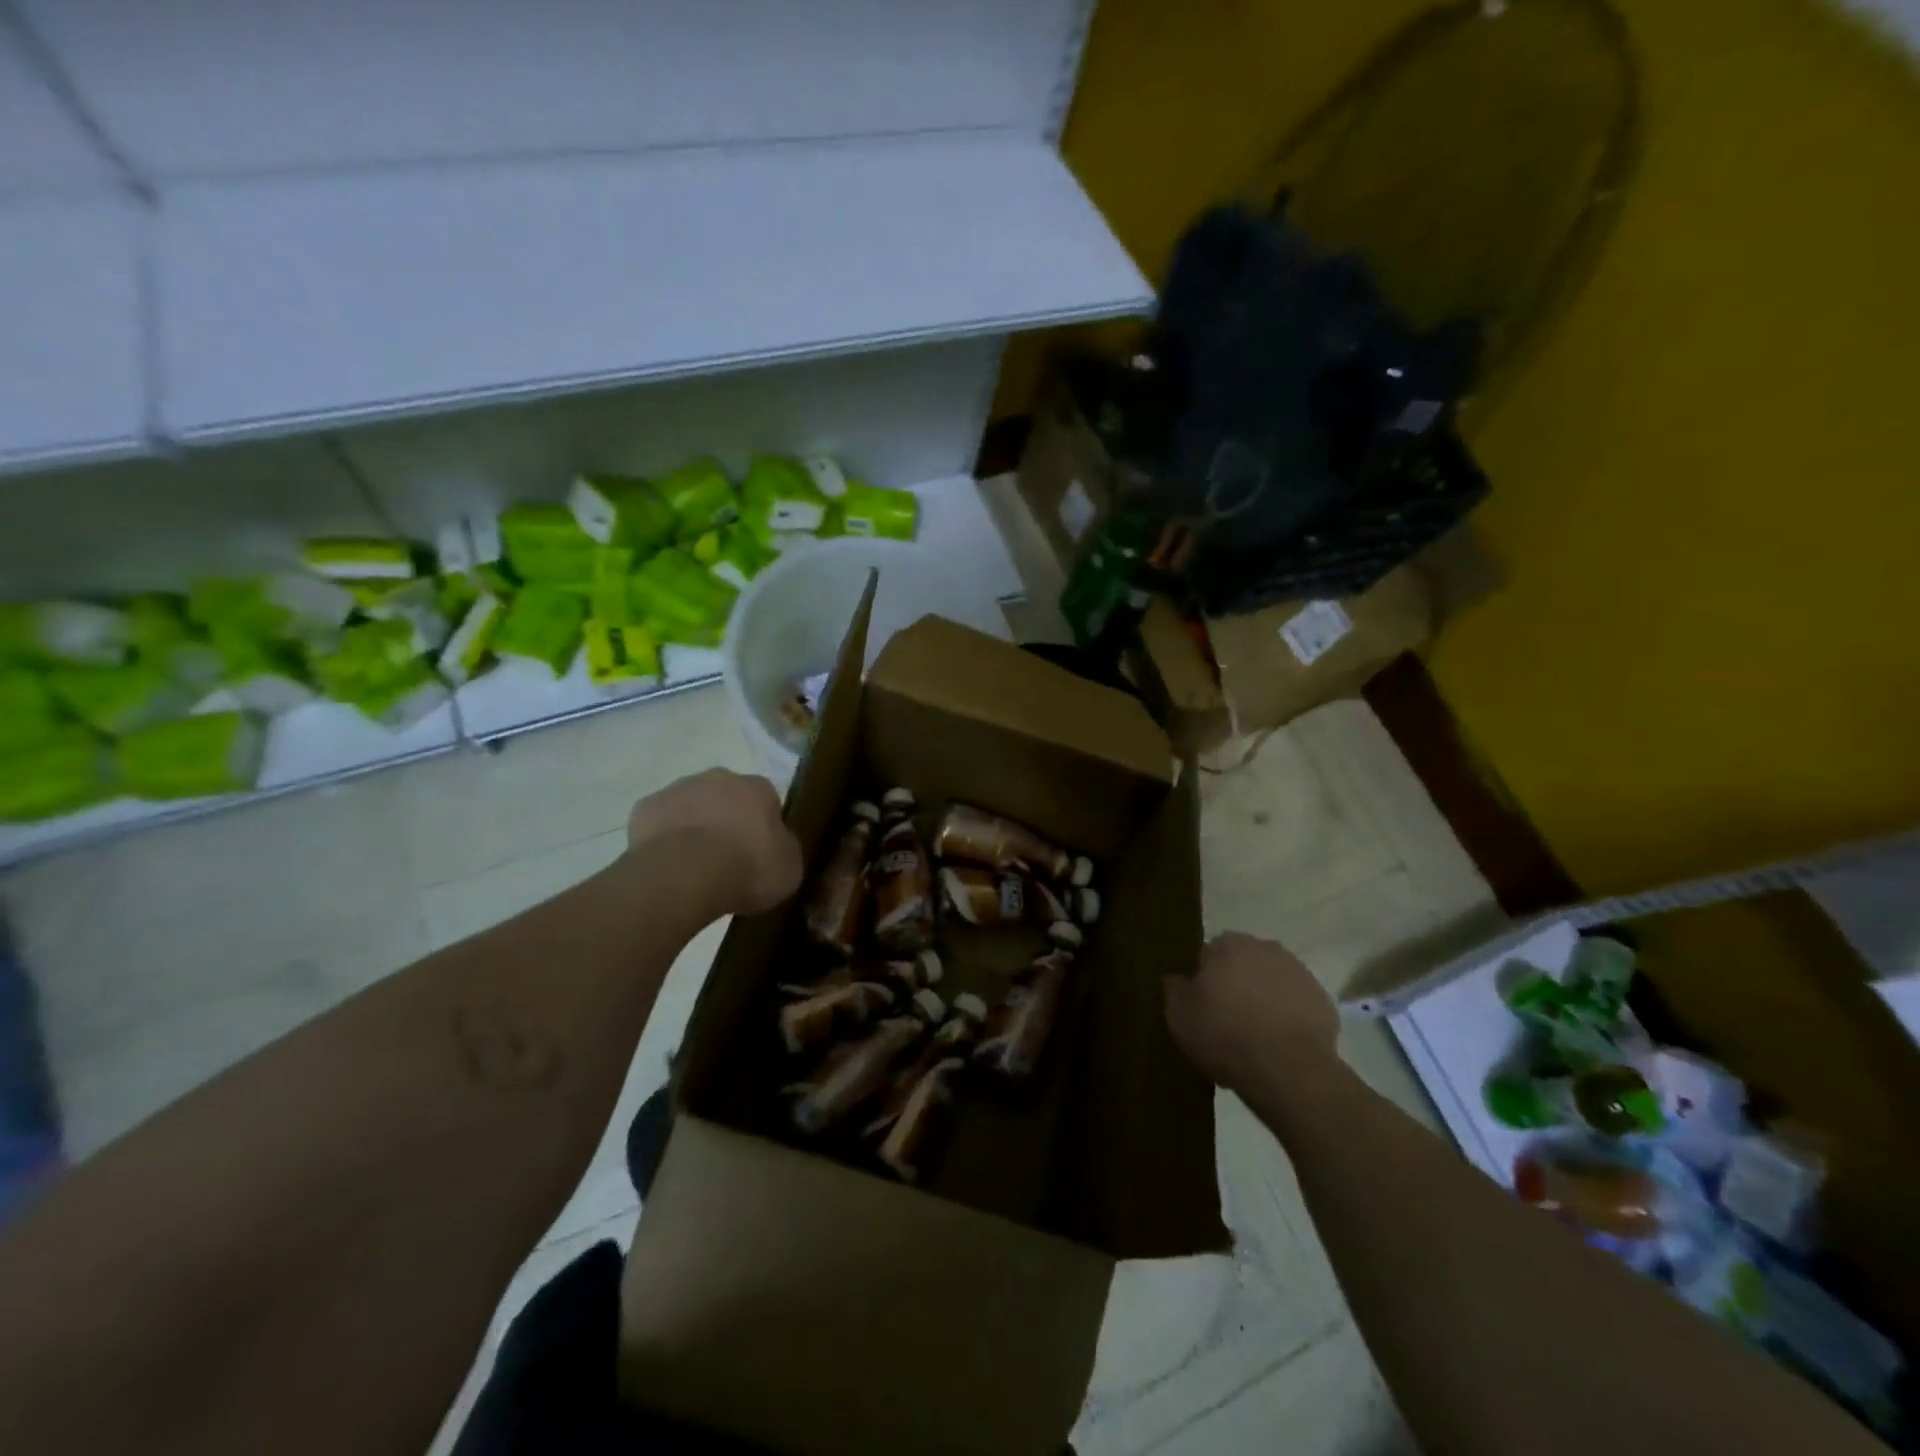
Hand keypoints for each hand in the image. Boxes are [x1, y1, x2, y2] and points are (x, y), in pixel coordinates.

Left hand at [626, 769, 802, 916]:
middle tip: (727, 859)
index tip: (761, 854)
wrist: (686, 873)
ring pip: (691, 806)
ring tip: (695, 867)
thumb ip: (785, 849)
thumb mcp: (789, 867)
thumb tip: (778, 846)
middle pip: (726, 797)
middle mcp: (719, 777)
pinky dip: (663, 840)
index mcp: (758, 787)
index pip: (767, 801)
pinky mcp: (645, 808)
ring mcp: (678, 789)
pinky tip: (668, 866)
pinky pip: (659, 823)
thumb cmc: (747, 867)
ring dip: (694, 827)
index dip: (764, 828)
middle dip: (727, 821)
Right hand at [1164, 932, 1338, 1088]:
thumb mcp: (1179, 1016)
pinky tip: (1278, 1045)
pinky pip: (1295, 1005)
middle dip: (1235, 985)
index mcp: (1227, 945)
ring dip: (1262, 1000)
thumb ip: (1173, 989)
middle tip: (1226, 1021)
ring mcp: (1297, 972)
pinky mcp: (1322, 999)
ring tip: (1254, 1037)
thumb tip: (1174, 978)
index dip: (1203, 981)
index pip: (1207, 954)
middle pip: (1241, 965)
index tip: (1201, 1006)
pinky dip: (1287, 1017)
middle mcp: (1263, 948)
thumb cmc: (1225, 1035)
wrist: (1289, 1070)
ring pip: (1270, 982)